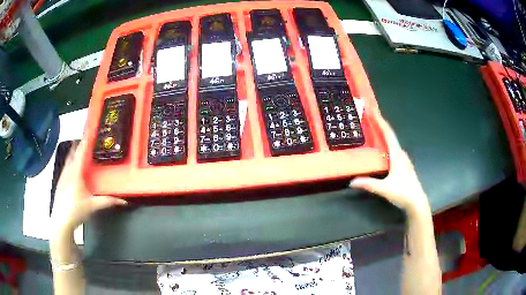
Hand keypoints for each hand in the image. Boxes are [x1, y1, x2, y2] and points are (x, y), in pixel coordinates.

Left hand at [50, 139, 126, 235]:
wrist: (61, 220)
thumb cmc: (76, 210)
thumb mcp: (93, 206)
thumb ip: (107, 201)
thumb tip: (124, 201)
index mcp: (76, 173)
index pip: (82, 153)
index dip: (86, 141)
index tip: (90, 131)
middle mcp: (68, 171)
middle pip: (73, 153)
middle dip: (79, 145)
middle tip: (85, 139)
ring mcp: (62, 176)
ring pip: (68, 159)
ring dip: (73, 153)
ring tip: (78, 149)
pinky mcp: (59, 182)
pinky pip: (65, 166)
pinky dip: (69, 162)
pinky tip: (71, 166)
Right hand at [350, 111, 429, 215]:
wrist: (417, 202)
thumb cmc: (403, 192)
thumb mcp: (384, 189)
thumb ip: (368, 184)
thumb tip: (351, 182)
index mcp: (397, 155)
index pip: (389, 134)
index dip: (381, 122)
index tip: (373, 111)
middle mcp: (401, 154)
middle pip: (390, 136)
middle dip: (381, 126)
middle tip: (370, 119)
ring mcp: (403, 160)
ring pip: (393, 144)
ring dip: (384, 135)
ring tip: (374, 131)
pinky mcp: (403, 166)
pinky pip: (393, 150)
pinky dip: (386, 145)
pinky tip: (382, 151)